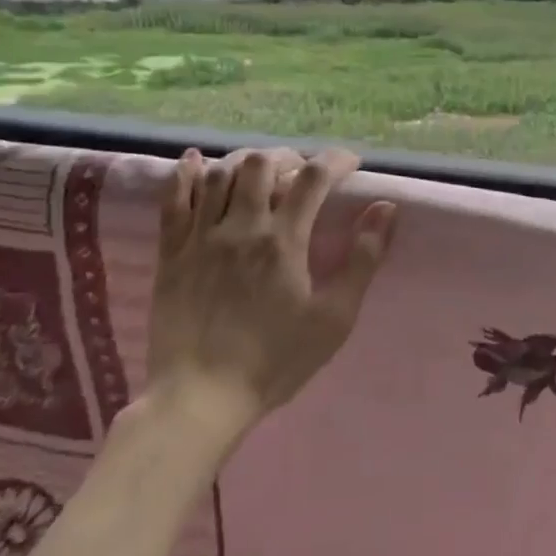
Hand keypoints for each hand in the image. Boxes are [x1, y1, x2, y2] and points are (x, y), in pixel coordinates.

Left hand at [148, 147, 398, 442]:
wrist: (201, 399)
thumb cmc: (275, 360)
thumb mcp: (334, 317)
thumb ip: (362, 259)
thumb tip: (385, 209)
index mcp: (283, 240)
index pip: (313, 177)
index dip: (334, 160)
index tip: (350, 164)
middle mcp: (241, 227)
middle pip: (261, 163)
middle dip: (288, 157)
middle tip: (302, 173)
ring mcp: (200, 237)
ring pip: (219, 174)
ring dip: (245, 162)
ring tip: (260, 173)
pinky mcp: (170, 254)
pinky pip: (173, 200)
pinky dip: (184, 174)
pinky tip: (194, 161)